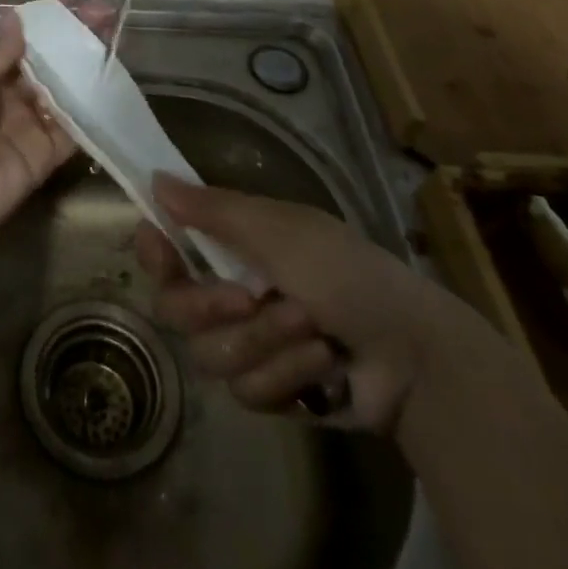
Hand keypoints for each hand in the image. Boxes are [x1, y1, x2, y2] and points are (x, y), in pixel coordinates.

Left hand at [0, 0, 113, 259]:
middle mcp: (8, 98)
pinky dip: (92, 110)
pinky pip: (73, 130)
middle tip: (104, 14)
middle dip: (74, 39)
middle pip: (48, 63)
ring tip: (114, 40)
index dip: (46, 22)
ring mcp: (29, 127)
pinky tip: (111, 84)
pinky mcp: (45, 157)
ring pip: (66, 91)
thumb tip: (17, 17)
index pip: (21, 41)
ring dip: (88, 67)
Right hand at [136, 174, 454, 431]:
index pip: (167, 248)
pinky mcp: (268, 389)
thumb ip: (213, 210)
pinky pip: (246, 390)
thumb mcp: (279, 230)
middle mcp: (229, 292)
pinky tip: (323, 361)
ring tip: (311, 327)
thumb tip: (155, 178)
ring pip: (210, 354)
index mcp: (231, 247)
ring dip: (264, 340)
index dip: (155, 250)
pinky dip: (288, 372)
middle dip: (212, 307)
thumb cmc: (344, 271)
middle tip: (249, 297)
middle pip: (175, 308)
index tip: (161, 247)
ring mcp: (247, 344)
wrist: (412, 352)